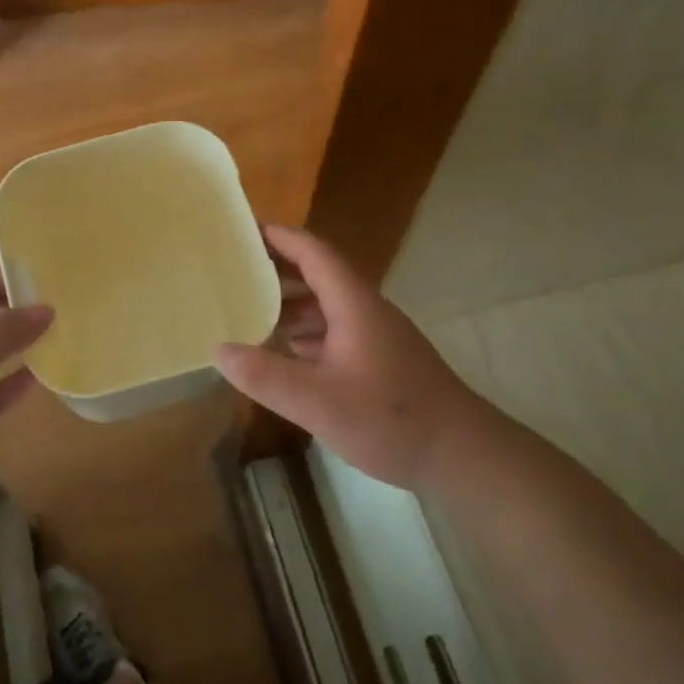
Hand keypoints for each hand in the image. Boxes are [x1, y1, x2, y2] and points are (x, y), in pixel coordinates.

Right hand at [214, 225, 486, 489]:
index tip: (246, 227)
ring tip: (252, 310)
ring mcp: (378, 336)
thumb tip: (219, 350)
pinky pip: (337, 330)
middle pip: (319, 274)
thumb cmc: (392, 420)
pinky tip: (288, 352)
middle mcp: (366, 311)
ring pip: (328, 305)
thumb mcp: (319, 402)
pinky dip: (308, 332)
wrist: (464, 456)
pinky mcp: (383, 361)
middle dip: (279, 268)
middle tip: (237, 269)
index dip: (281, 237)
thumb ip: (267, 376)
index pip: (314, 253)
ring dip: (292, 303)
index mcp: (353, 304)